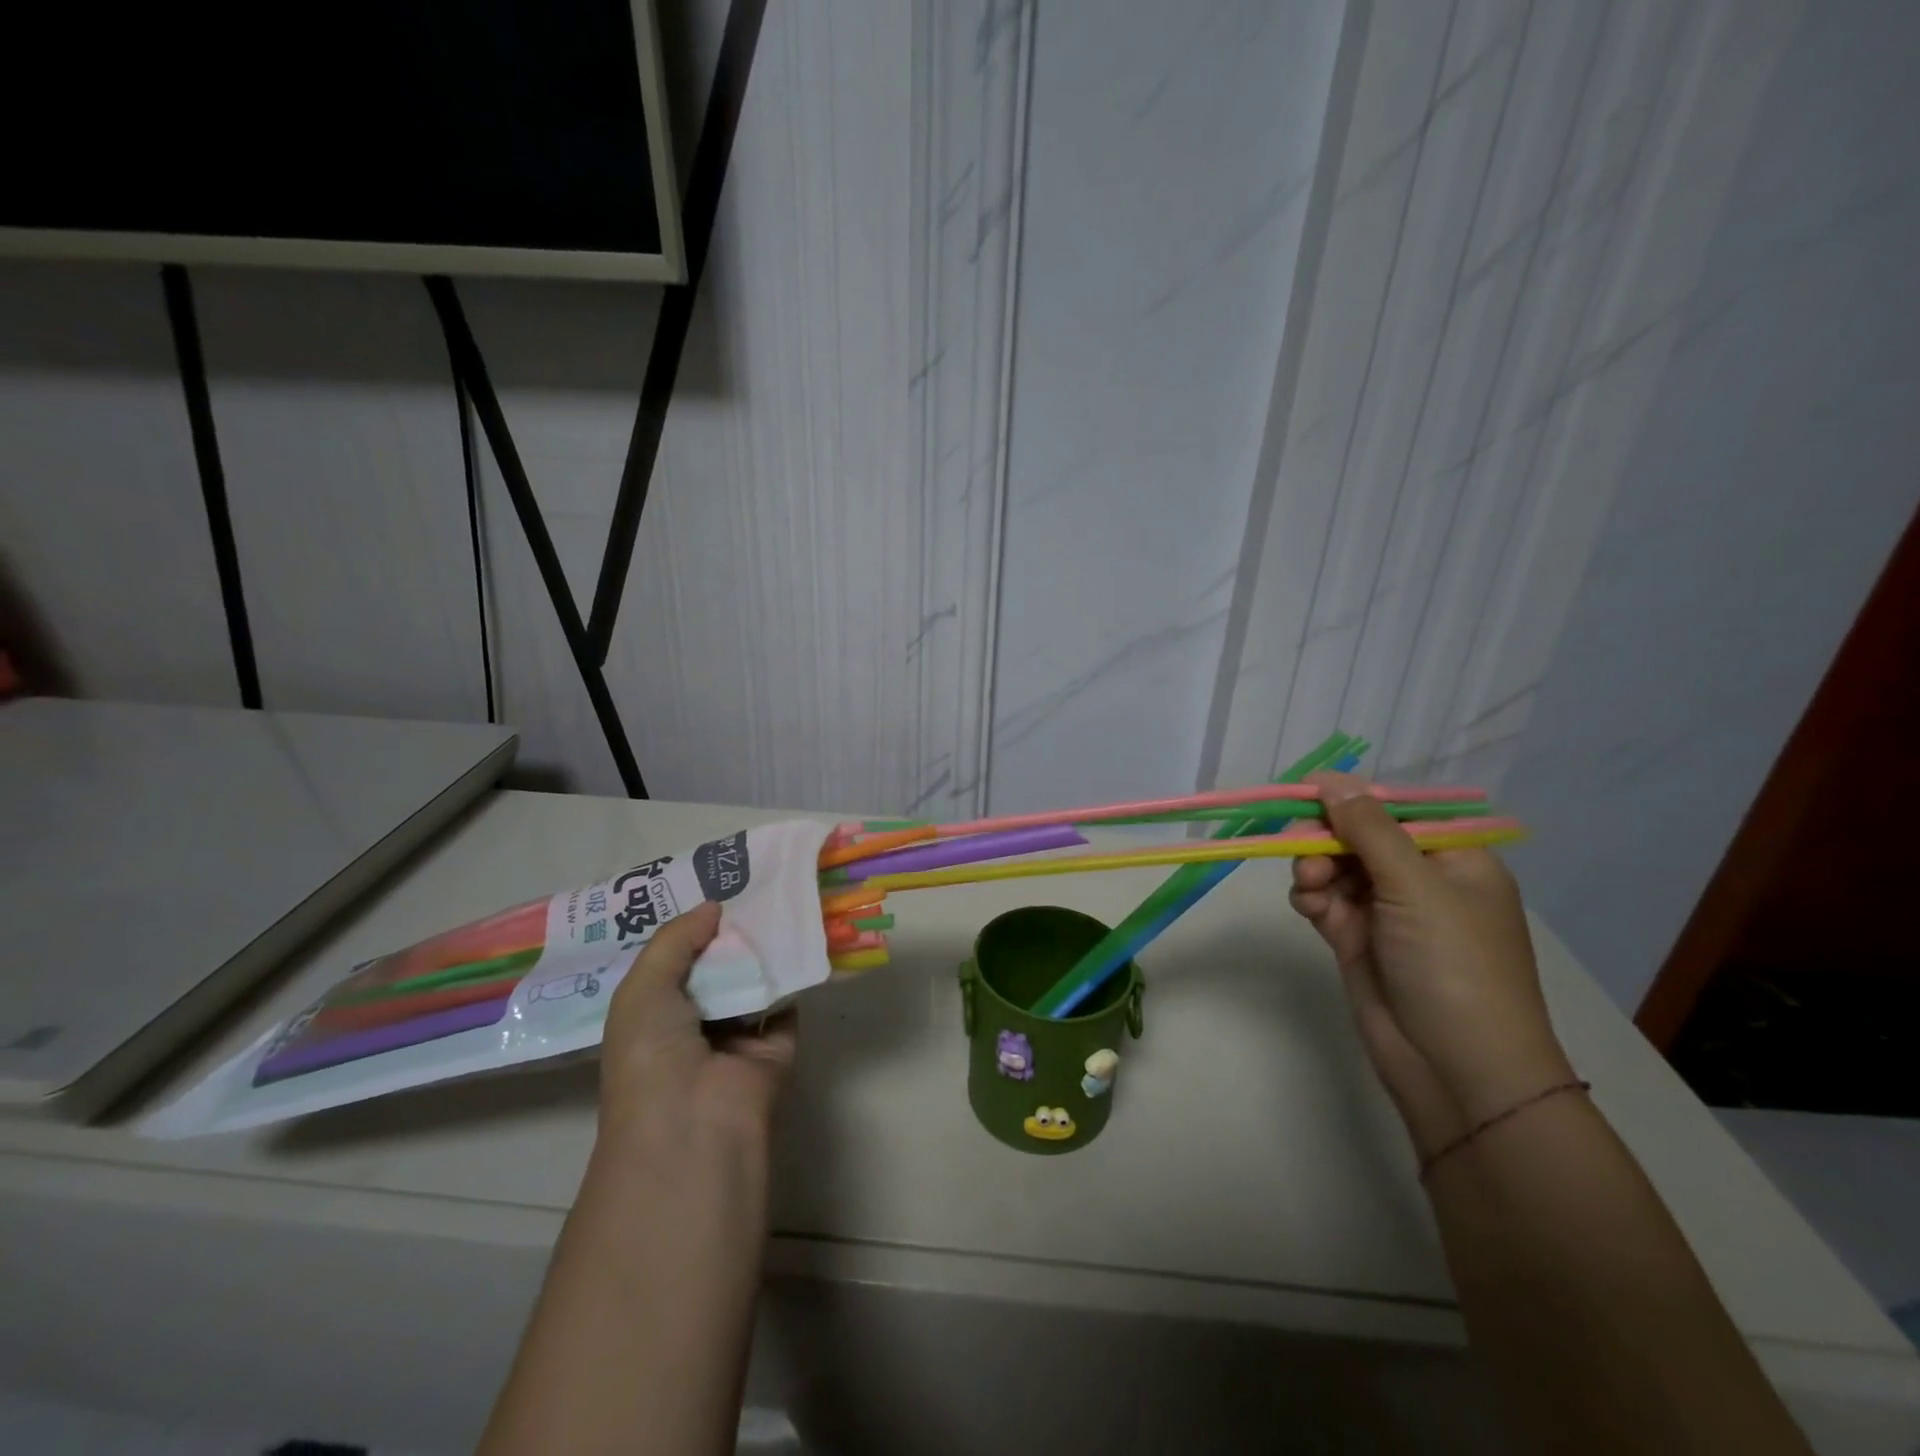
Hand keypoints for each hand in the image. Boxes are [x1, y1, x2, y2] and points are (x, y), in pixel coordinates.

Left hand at [599, 901, 796, 1154]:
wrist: (694, 1122)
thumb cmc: (651, 1054)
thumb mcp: (642, 989)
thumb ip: (675, 940)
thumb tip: (714, 906)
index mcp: (654, 1014)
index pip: (674, 961)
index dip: (690, 927)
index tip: (711, 886)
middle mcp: (695, 1022)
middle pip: (718, 966)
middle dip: (732, 931)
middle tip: (754, 882)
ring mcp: (739, 1035)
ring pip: (754, 979)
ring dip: (765, 947)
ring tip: (782, 895)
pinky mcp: (777, 1044)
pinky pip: (788, 1000)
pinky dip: (795, 972)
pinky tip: (803, 932)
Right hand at [1289, 772, 1574, 1156]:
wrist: (1455, 1069)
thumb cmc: (1454, 966)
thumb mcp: (1416, 886)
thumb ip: (1369, 829)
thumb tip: (1331, 778)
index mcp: (1454, 857)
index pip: (1395, 809)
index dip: (1350, 799)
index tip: (1304, 796)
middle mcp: (1420, 878)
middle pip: (1357, 835)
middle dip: (1325, 838)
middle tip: (1298, 849)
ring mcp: (1386, 911)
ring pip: (1334, 865)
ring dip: (1314, 868)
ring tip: (1309, 888)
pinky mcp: (1356, 938)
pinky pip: (1324, 899)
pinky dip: (1311, 897)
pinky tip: (1310, 908)